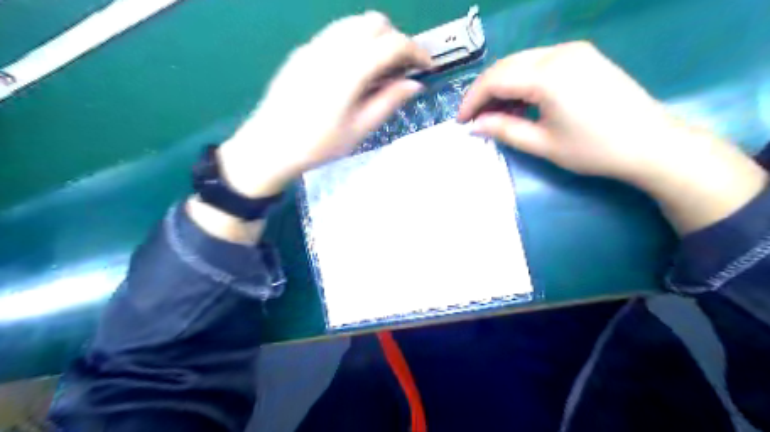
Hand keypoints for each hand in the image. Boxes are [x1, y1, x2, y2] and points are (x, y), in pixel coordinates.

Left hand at [219, 11, 430, 197]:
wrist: (269, 146)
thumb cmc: (317, 145)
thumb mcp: (359, 130)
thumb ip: (388, 102)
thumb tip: (414, 85)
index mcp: (349, 71)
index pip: (392, 44)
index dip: (416, 52)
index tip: (426, 67)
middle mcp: (331, 48)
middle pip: (374, 23)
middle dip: (396, 40)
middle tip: (400, 70)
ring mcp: (314, 46)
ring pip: (354, 23)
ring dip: (375, 38)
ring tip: (378, 70)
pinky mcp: (302, 51)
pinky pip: (336, 32)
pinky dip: (355, 41)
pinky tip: (354, 70)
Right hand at [459, 42, 674, 185]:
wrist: (651, 144)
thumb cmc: (593, 149)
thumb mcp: (542, 144)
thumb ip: (503, 130)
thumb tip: (474, 126)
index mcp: (548, 74)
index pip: (495, 79)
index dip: (472, 100)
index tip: (461, 121)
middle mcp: (559, 52)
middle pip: (505, 66)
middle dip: (484, 92)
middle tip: (474, 119)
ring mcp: (573, 50)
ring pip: (521, 62)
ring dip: (502, 86)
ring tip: (495, 114)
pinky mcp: (583, 56)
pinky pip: (539, 63)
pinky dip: (522, 81)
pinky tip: (519, 102)